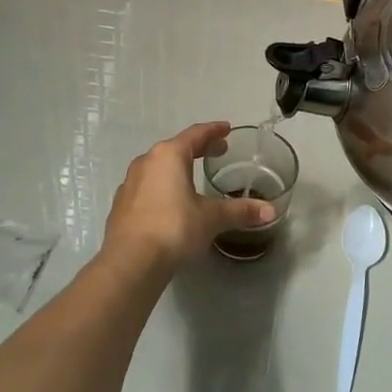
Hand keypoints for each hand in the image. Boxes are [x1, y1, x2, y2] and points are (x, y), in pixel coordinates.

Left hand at [101, 122, 272, 273]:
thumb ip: (240, 211)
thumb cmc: (174, 228)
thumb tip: (270, 211)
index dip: (213, 131)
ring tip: (193, 176)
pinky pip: (147, 186)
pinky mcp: (121, 205)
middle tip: (217, 151)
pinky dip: (162, 186)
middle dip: (198, 149)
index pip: (195, 135)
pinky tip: (170, 201)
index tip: (226, 129)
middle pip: (176, 148)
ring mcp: (130, 183)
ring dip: (177, 168)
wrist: (130, 262)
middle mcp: (146, 162)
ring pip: (158, 167)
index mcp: (169, 156)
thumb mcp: (211, 218)